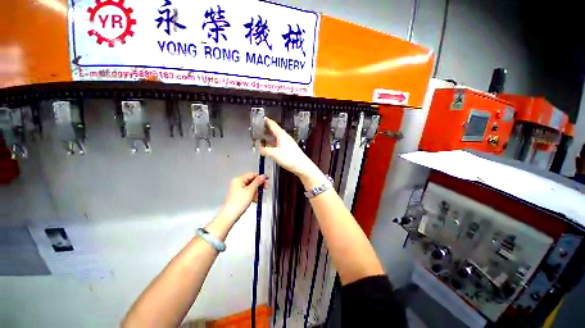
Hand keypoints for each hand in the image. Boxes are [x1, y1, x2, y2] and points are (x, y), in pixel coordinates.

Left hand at [220, 173, 266, 220]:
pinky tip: (255, 200)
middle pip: (252, 180)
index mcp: (239, 179)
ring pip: (251, 187)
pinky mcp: (238, 195)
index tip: (266, 182)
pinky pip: (248, 192)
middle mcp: (238, 183)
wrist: (230, 215)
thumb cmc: (239, 202)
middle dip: (259, 185)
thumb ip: (257, 182)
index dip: (260, 178)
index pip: (252, 174)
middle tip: (264, 190)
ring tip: (258, 197)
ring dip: (256, 191)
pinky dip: (252, 195)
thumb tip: (263, 176)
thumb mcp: (250, 191)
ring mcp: (238, 189)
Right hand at [260, 118, 321, 184]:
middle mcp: (285, 138)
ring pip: (276, 138)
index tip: (260, 118)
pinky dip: (272, 144)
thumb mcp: (275, 154)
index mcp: (282, 135)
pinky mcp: (288, 150)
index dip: (266, 121)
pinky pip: (277, 144)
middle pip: (274, 131)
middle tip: (258, 129)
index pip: (273, 125)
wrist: (302, 166)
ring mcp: (287, 143)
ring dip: (268, 137)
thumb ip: (265, 150)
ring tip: (261, 137)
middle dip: (266, 129)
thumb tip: (259, 148)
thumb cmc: (290, 158)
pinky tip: (268, 147)